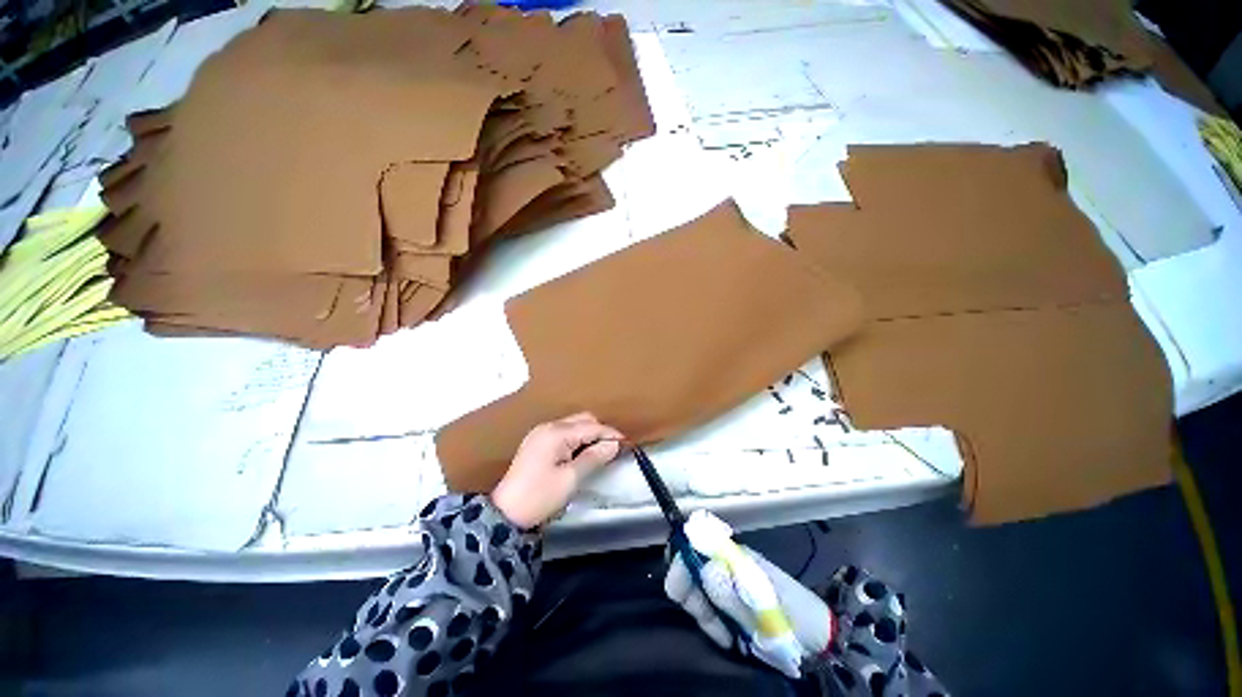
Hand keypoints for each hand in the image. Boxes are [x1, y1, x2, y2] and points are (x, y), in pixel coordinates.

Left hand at [490, 413, 623, 528]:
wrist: (505, 513)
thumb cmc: (541, 496)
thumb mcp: (571, 478)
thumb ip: (594, 457)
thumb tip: (613, 445)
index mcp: (556, 433)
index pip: (591, 426)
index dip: (610, 434)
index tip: (625, 444)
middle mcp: (548, 426)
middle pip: (582, 420)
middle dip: (599, 432)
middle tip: (611, 450)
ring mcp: (541, 432)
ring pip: (573, 425)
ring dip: (588, 435)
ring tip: (598, 453)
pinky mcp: (537, 441)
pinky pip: (563, 432)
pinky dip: (576, 439)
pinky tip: (581, 453)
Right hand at [665, 544, 832, 675]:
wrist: (818, 639)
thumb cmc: (794, 616)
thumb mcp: (766, 607)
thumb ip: (734, 591)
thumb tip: (704, 569)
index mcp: (736, 555)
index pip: (697, 543)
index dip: (682, 560)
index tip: (678, 590)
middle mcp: (727, 564)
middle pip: (692, 568)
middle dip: (692, 596)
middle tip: (708, 621)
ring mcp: (728, 584)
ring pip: (697, 591)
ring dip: (704, 614)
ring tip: (726, 635)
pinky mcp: (730, 604)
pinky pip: (709, 610)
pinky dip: (713, 624)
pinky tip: (728, 636)